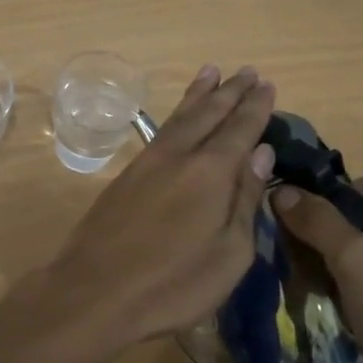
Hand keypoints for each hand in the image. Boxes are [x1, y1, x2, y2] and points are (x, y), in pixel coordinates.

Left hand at [42, 65, 275, 345]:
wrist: (94, 292)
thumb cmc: (173, 284)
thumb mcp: (229, 254)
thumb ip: (245, 199)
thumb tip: (260, 152)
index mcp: (210, 172)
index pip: (240, 129)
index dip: (256, 107)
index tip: (267, 84)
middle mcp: (179, 155)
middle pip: (209, 114)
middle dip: (230, 91)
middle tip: (247, 71)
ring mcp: (148, 162)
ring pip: (179, 117)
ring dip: (199, 93)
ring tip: (211, 71)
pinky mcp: (126, 175)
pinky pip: (160, 130)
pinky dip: (176, 114)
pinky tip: (178, 116)